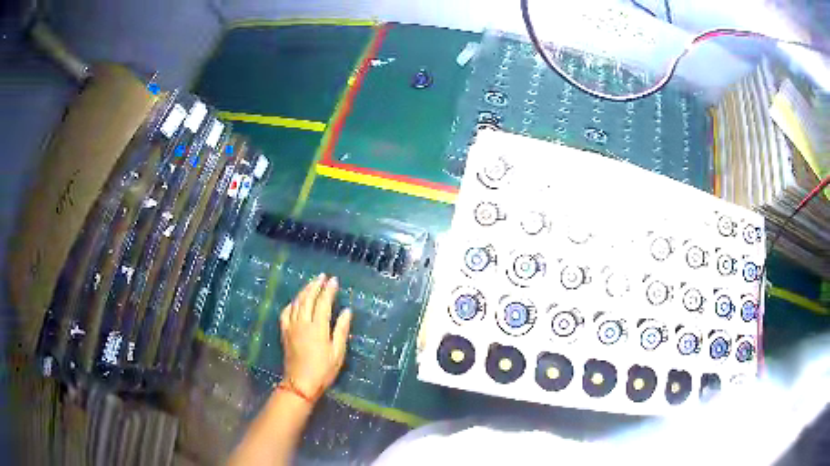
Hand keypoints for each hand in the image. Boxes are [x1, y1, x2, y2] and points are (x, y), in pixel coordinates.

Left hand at [280, 274, 351, 398]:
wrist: (300, 383)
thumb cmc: (323, 370)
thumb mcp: (337, 353)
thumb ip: (341, 330)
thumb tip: (347, 311)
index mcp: (318, 328)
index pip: (323, 303)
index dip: (329, 290)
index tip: (334, 280)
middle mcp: (303, 323)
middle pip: (308, 299)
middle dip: (315, 285)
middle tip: (322, 277)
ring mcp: (291, 327)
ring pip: (296, 303)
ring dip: (304, 291)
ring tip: (311, 283)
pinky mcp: (284, 332)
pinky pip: (286, 312)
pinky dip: (291, 303)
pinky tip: (295, 301)